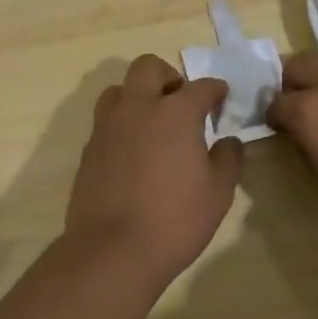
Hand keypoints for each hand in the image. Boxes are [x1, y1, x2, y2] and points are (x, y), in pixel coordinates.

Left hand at [64, 55, 243, 286]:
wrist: (113, 250)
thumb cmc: (175, 220)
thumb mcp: (218, 192)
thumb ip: (227, 159)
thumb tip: (228, 142)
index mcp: (175, 113)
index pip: (200, 87)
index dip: (215, 90)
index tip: (220, 98)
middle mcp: (138, 108)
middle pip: (148, 68)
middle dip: (169, 76)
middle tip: (181, 101)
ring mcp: (108, 126)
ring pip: (119, 89)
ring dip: (138, 95)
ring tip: (153, 121)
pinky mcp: (89, 148)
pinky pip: (106, 120)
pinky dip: (122, 123)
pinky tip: (134, 150)